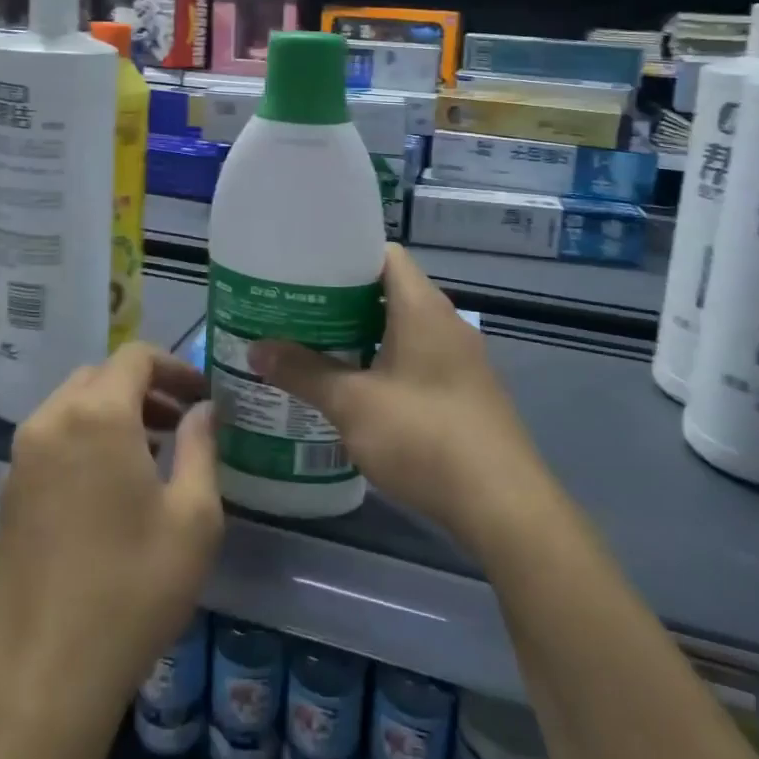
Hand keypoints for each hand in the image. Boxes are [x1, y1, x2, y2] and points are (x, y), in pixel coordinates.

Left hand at [0, 343, 220, 758]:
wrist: (41, 676)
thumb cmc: (132, 588)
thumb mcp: (193, 518)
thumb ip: (201, 448)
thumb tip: (203, 411)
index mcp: (97, 414)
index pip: (136, 356)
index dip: (175, 366)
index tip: (202, 395)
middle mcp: (51, 420)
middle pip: (101, 376)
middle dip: (145, 388)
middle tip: (181, 421)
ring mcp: (21, 457)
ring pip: (72, 406)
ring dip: (113, 412)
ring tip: (152, 452)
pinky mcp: (6, 493)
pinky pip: (52, 440)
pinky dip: (85, 439)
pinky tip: (110, 487)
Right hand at [251, 244, 551, 548]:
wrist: (502, 504)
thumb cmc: (423, 436)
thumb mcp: (352, 403)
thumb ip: (302, 372)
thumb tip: (255, 349)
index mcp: (422, 307)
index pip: (384, 254)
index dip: (345, 254)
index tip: (304, 268)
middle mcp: (445, 322)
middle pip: (389, 291)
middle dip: (342, 300)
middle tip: (296, 310)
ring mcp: (460, 359)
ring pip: (402, 328)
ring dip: (361, 335)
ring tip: (314, 346)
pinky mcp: (464, 392)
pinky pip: (416, 359)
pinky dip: (384, 362)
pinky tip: (354, 389)